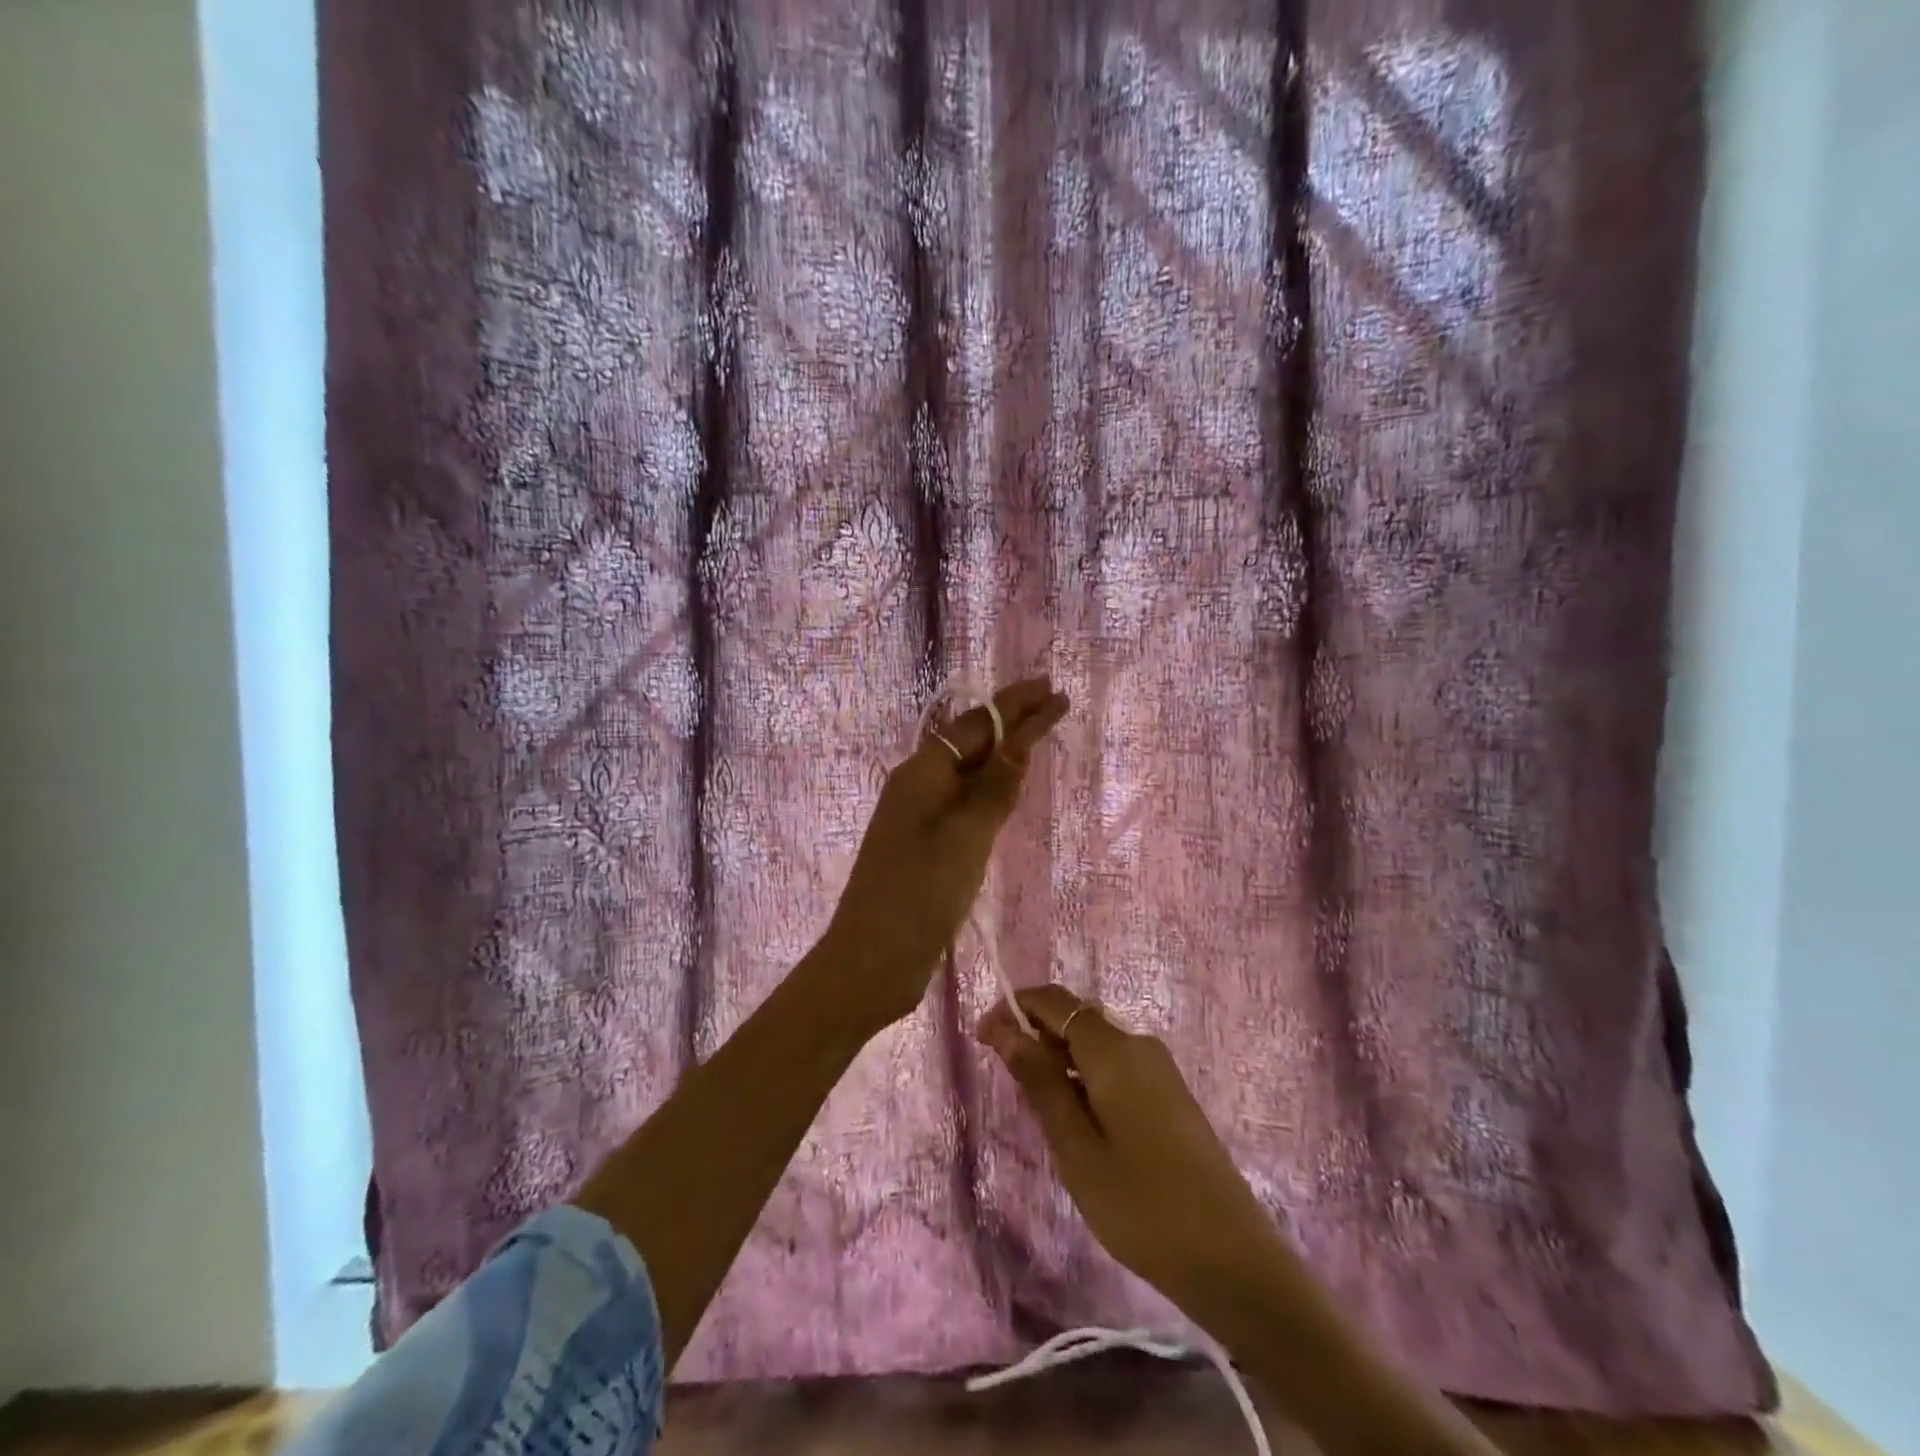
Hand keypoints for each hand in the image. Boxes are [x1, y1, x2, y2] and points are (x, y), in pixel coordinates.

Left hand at [823, 677, 1069, 1030]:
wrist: (871, 961)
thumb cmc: (918, 896)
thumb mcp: (965, 838)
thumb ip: (995, 789)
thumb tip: (1020, 740)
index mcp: (921, 773)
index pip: (977, 726)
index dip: (1016, 706)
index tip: (1052, 688)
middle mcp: (919, 786)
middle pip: (972, 743)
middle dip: (1013, 721)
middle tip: (1055, 701)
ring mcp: (921, 817)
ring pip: (969, 773)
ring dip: (1003, 752)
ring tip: (1039, 734)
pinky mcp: (928, 846)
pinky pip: (965, 803)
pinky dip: (992, 788)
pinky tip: (1008, 788)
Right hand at [975, 984, 1280, 1314]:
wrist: (1232, 1260)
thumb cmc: (1141, 1205)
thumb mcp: (1076, 1147)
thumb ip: (1040, 1082)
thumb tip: (1006, 1030)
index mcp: (1114, 1050)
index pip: (1055, 1001)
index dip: (1015, 1008)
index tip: (982, 1037)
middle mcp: (1139, 1045)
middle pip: (1076, 1020)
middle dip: (1035, 1038)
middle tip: (1007, 1086)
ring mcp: (1160, 1070)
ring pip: (1095, 1047)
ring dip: (1059, 1063)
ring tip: (1039, 1115)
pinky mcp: (1170, 1095)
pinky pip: (1116, 1068)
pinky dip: (1086, 1081)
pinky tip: (1078, 1125)